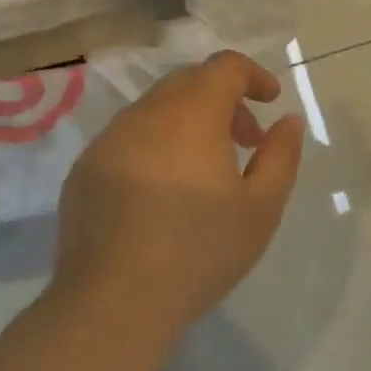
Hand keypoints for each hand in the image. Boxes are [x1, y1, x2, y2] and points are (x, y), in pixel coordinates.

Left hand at [51, 50, 303, 330]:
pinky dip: (156, 145)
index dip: (253, 75)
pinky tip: (163, 193)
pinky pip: (127, 138)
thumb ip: (281, 155)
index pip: (223, 67)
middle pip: (188, 82)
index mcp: (191, 117)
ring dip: (189, 122)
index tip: (271, 101)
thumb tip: (287, 121)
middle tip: (246, 141)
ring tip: (205, 170)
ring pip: (155, 109)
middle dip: (224, 99)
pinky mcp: (84, 171)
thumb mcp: (262, 207)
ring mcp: (107, 142)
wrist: (114, 303)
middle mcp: (144, 116)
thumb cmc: (200, 252)